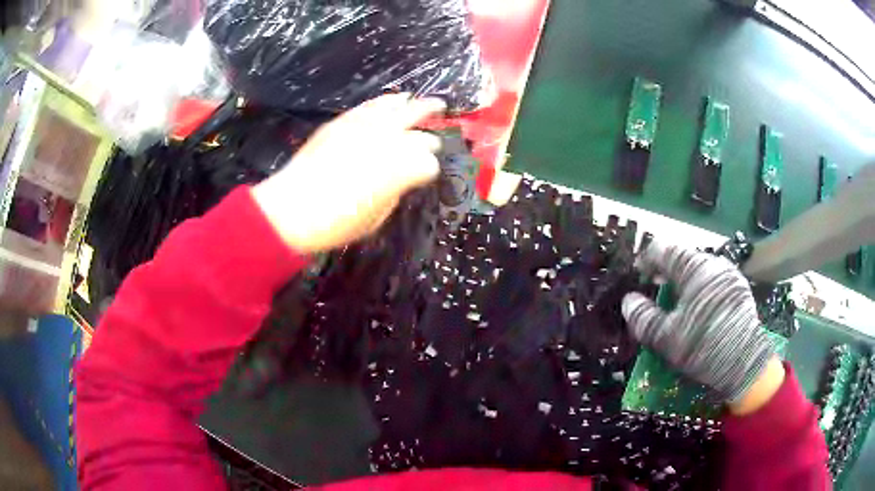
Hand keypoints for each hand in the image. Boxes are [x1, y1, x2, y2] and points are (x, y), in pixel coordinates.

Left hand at [252, 94, 445, 252]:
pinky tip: (396, 99)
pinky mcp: (343, 122)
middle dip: (432, 126)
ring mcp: (364, 126)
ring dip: (416, 105)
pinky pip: (371, 106)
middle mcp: (387, 140)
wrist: (291, 208)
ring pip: (398, 108)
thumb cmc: (335, 222)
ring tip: (429, 102)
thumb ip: (395, 192)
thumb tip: (401, 178)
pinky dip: (387, 102)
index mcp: (400, 168)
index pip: (428, 161)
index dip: (430, 168)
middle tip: (442, 125)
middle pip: (419, 125)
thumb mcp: (375, 218)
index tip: (428, 172)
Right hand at [621, 242, 780, 411]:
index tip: (637, 275)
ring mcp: (729, 274)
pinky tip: (699, 308)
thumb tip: (629, 300)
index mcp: (695, 269)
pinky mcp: (739, 288)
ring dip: (683, 280)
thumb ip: (643, 317)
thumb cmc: (703, 348)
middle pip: (683, 258)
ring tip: (676, 301)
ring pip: (699, 269)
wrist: (745, 364)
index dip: (646, 259)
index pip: (664, 249)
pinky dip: (700, 287)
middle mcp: (714, 264)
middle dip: (665, 272)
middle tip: (654, 291)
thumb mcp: (666, 338)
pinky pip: (713, 279)